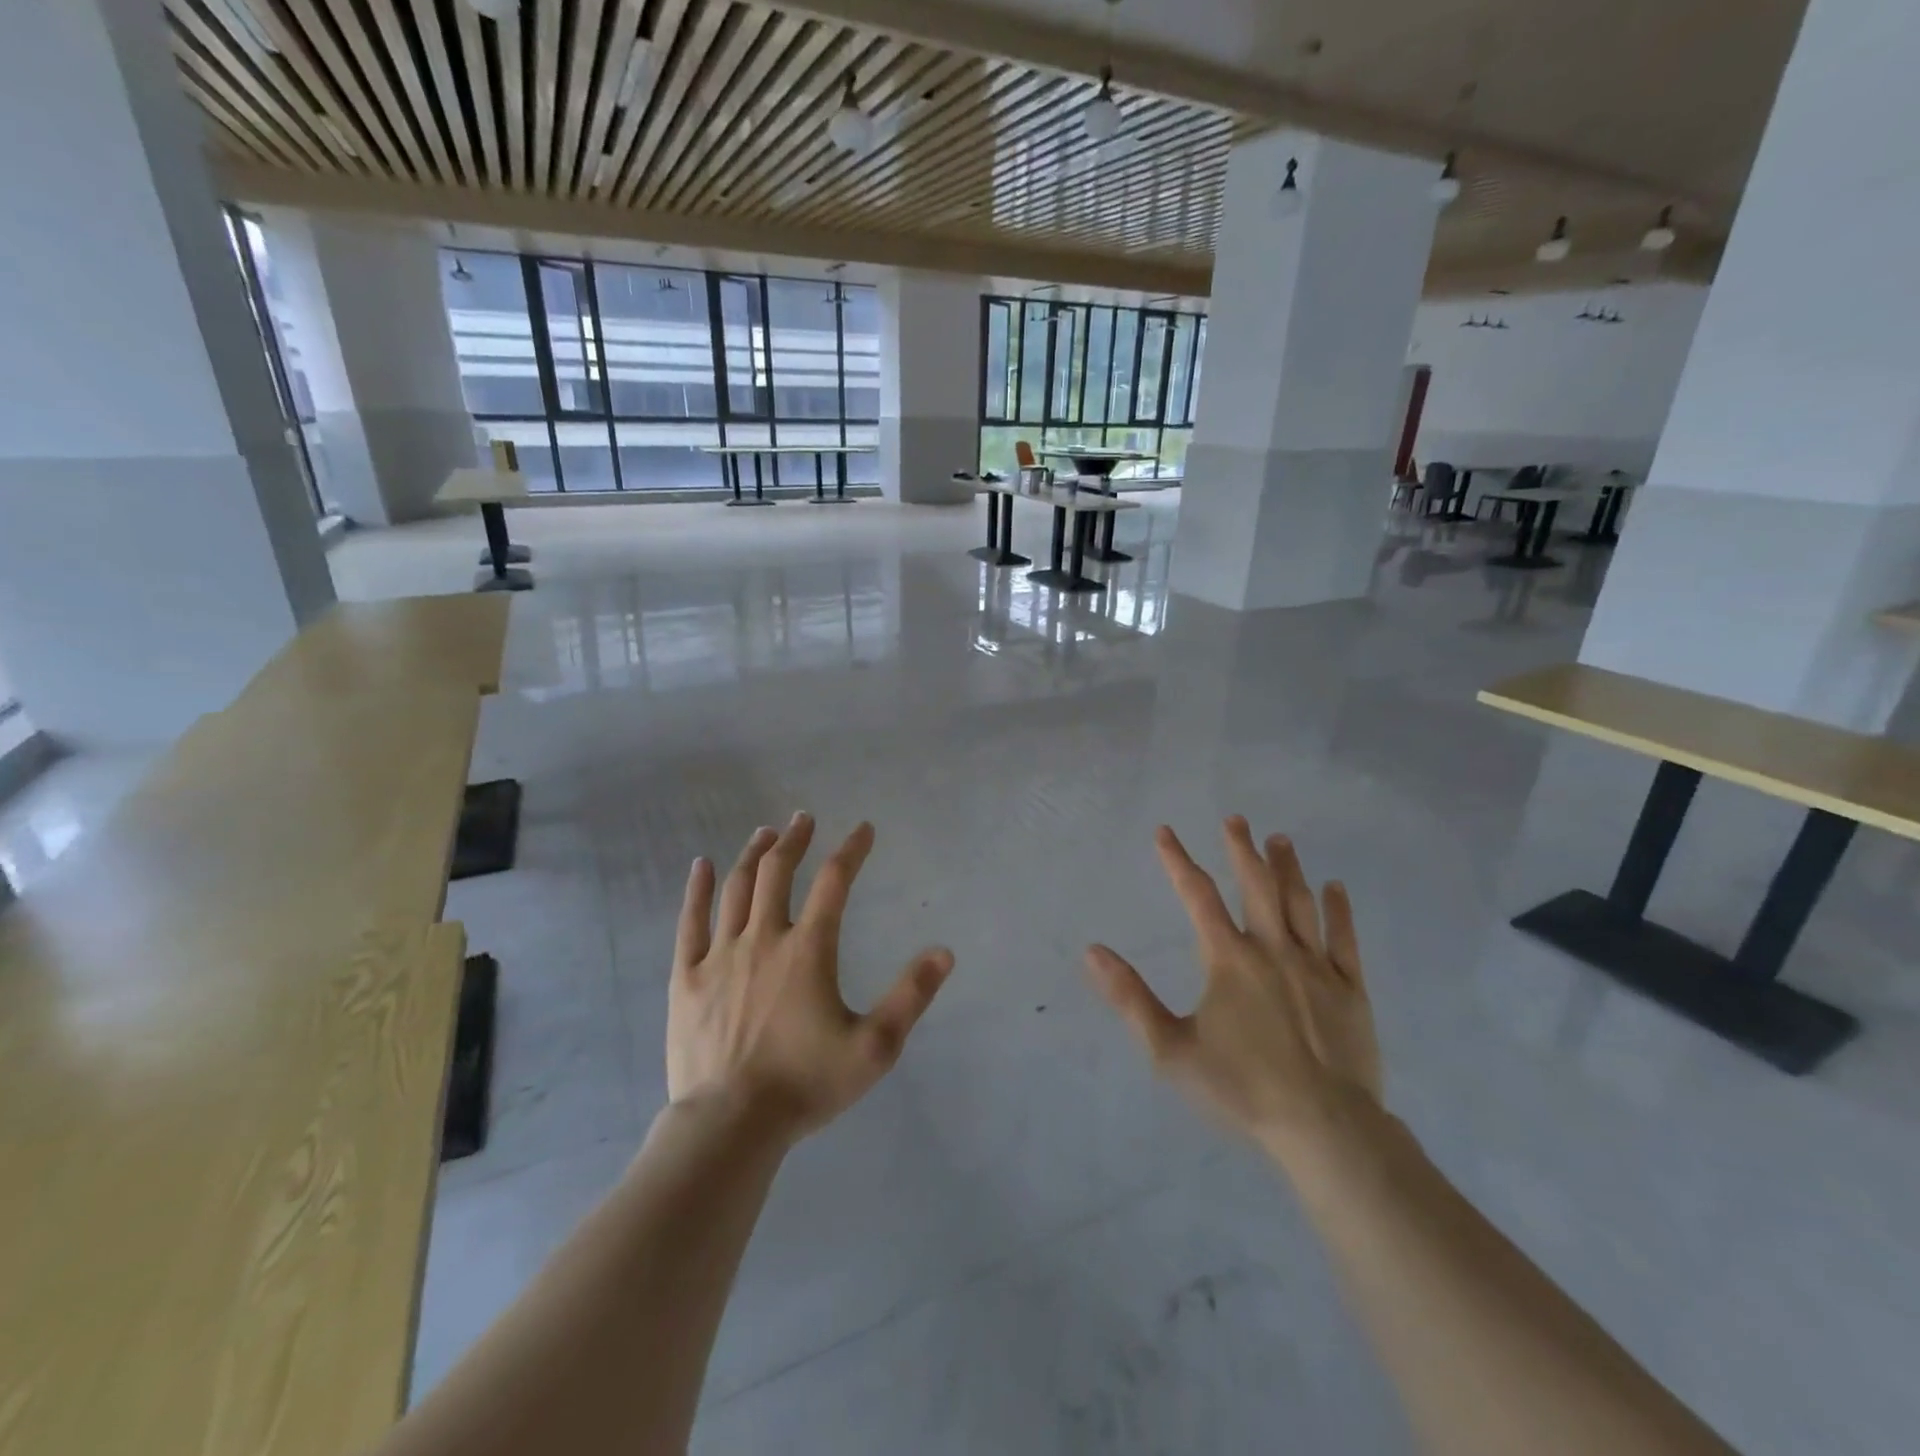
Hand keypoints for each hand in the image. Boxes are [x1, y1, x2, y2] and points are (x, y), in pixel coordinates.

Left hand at [668, 814, 953, 1141]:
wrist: (729, 1125)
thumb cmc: (806, 1085)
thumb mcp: (875, 1047)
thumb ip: (911, 995)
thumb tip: (944, 951)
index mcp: (808, 950)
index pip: (834, 882)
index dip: (852, 850)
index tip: (864, 829)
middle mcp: (763, 939)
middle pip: (779, 872)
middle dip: (794, 840)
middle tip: (803, 818)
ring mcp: (719, 955)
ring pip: (737, 889)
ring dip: (753, 855)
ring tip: (764, 833)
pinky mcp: (686, 978)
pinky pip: (690, 922)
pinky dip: (697, 889)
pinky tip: (702, 866)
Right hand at [1086, 818, 1381, 1160]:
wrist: (1325, 1128)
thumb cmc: (1241, 1088)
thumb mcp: (1170, 1049)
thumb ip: (1130, 997)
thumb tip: (1093, 950)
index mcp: (1228, 960)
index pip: (1197, 896)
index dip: (1178, 861)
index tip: (1165, 831)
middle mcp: (1272, 950)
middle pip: (1256, 887)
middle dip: (1242, 849)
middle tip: (1236, 819)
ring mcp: (1316, 966)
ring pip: (1300, 904)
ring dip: (1288, 868)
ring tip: (1280, 839)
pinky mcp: (1351, 990)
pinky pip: (1345, 939)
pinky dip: (1339, 910)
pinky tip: (1336, 888)